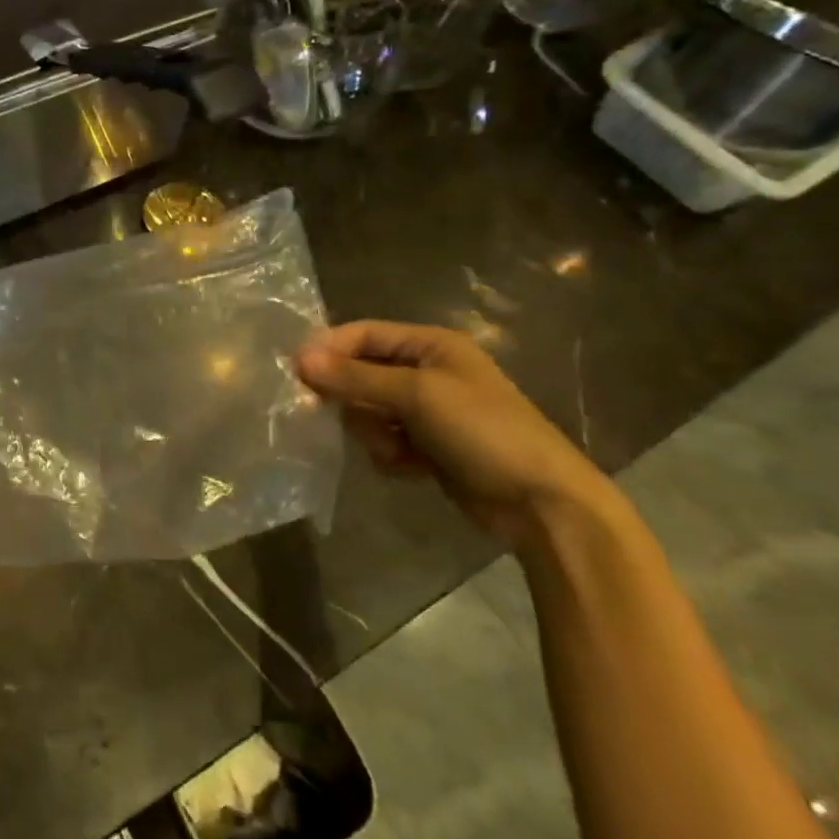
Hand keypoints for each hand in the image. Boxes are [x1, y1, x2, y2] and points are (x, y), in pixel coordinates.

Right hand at [297, 320, 607, 549]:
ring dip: (373, 432)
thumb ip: (356, 376)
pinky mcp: (427, 446)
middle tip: (351, 418)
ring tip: (395, 449)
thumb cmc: (483, 431)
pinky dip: (388, 453)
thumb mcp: (417, 395)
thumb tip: (299, 359)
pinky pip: (383, 440)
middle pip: (360, 373)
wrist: (541, 503)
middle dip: (353, 398)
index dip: (328, 350)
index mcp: (431, 345)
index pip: (363, 334)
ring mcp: (427, 411)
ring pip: (367, 410)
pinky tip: (409, 467)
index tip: (296, 374)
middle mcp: (426, 372)